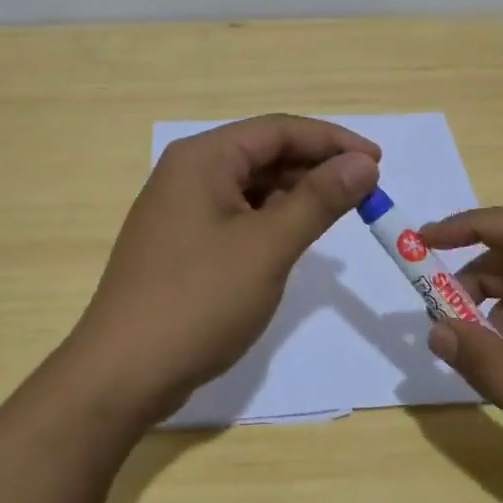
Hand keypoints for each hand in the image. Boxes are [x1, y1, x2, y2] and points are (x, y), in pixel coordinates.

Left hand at [65, 115, 379, 423]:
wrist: (124, 372)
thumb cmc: (199, 300)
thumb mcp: (267, 246)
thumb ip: (318, 200)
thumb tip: (363, 163)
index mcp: (203, 159)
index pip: (278, 130)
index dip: (332, 141)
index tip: (378, 162)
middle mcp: (188, 173)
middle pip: (263, 153)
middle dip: (316, 167)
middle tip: (366, 190)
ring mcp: (180, 210)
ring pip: (250, 186)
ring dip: (295, 194)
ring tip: (341, 211)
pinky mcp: (182, 243)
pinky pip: (236, 215)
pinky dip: (271, 220)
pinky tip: (296, 235)